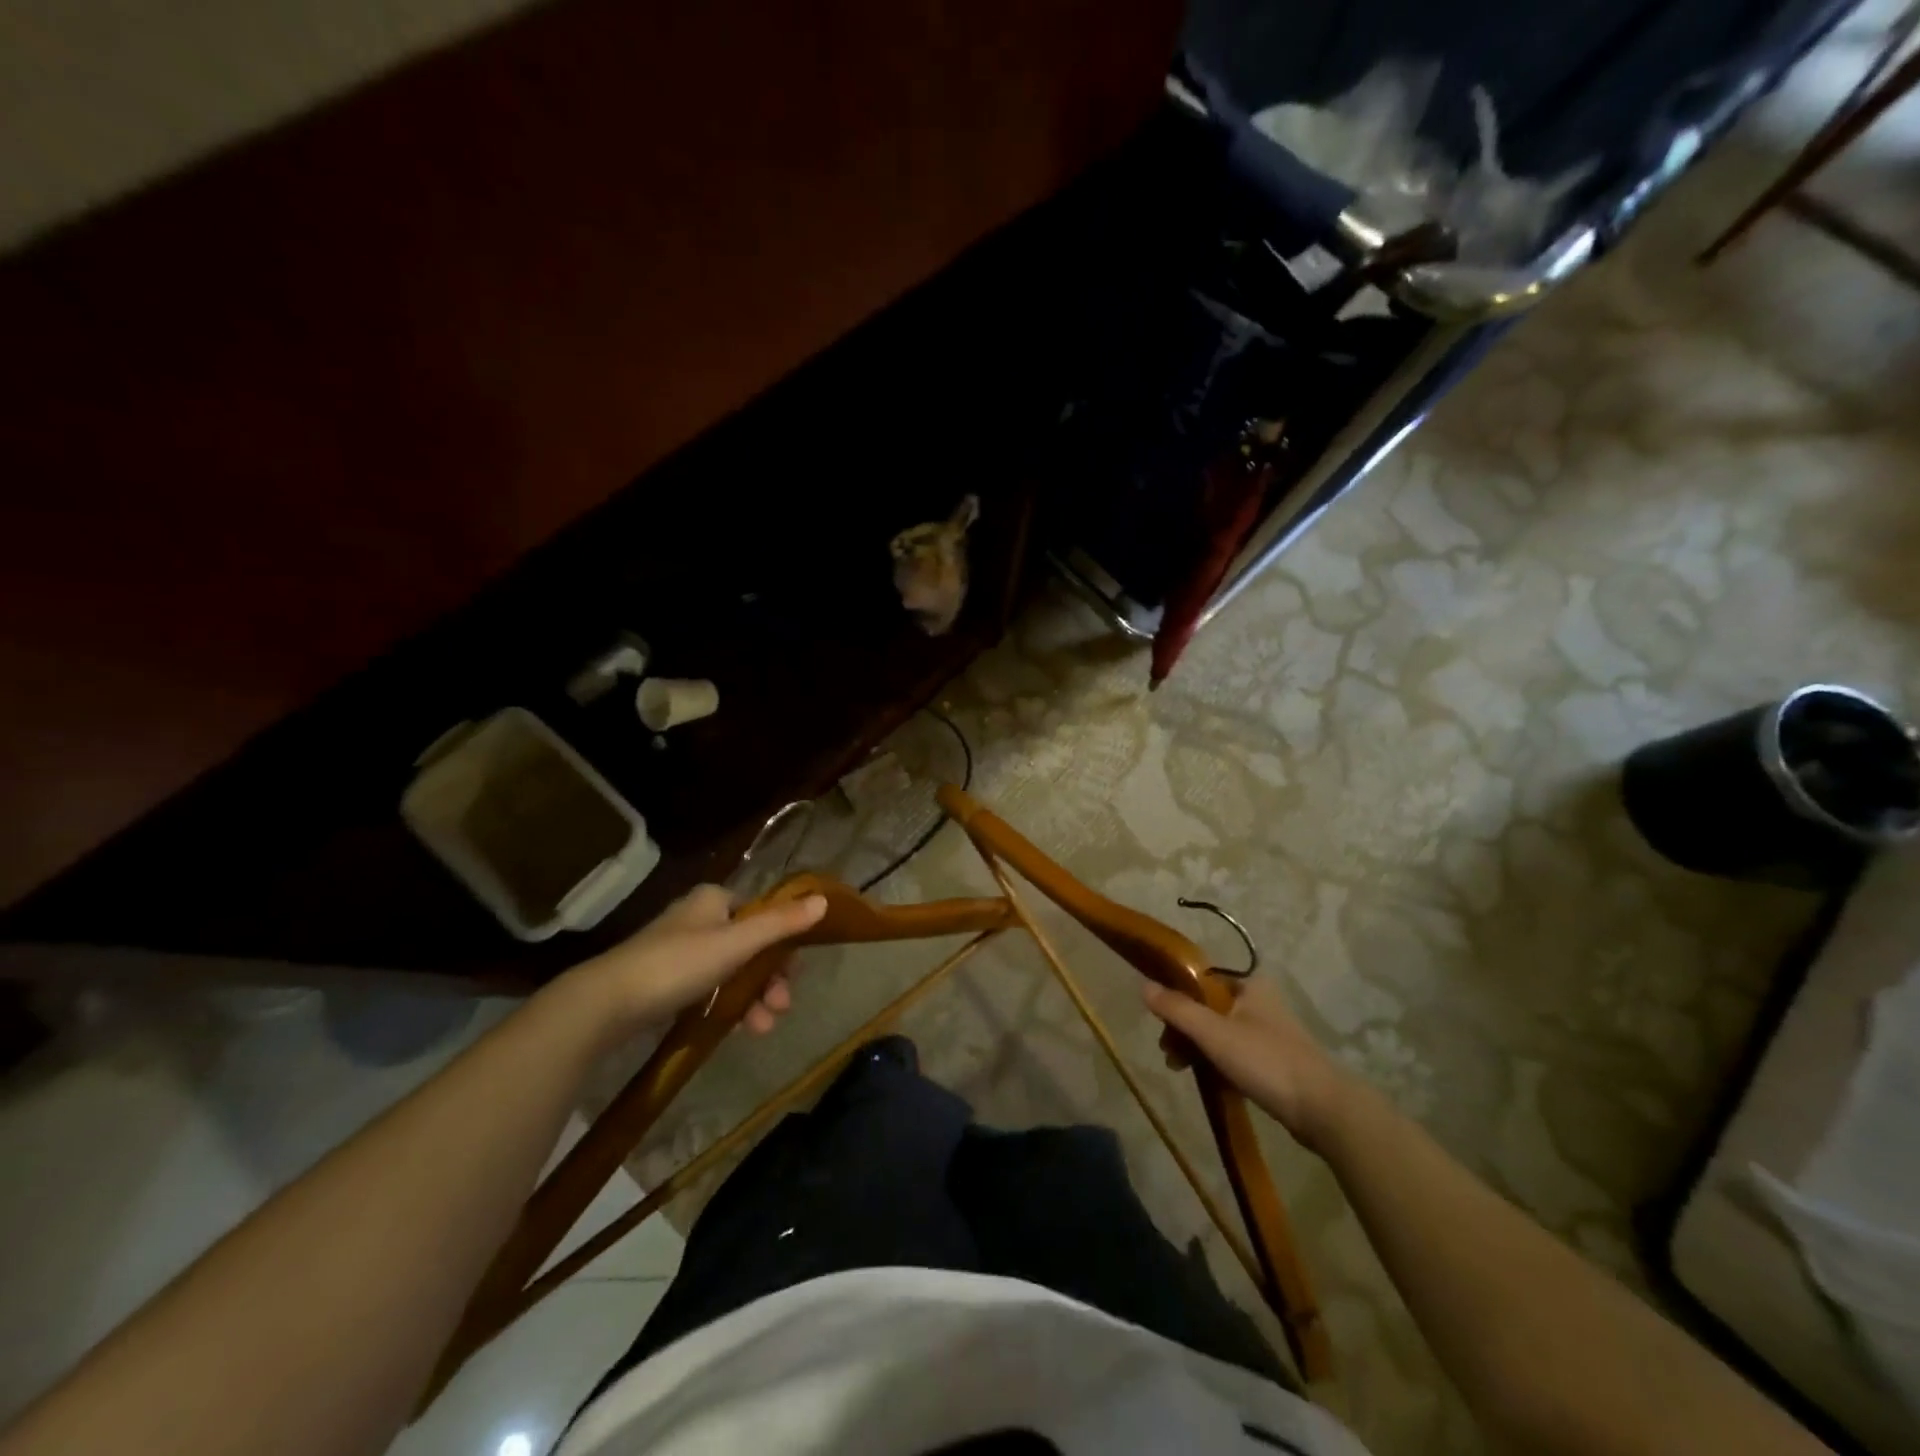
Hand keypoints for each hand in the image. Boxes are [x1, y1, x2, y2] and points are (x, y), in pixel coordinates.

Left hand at [581, 884, 826, 1031]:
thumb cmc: (676, 964)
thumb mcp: (735, 943)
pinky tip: (740, 1029)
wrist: (606, 1005)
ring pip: (733, 972)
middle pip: (751, 946)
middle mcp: (699, 920)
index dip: (783, 942)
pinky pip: (711, 990)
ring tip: (762, 1028)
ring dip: (753, 999)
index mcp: (714, 900)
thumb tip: (824, 901)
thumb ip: (780, 923)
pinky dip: (728, 1007)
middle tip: (781, 1007)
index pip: (762, 913)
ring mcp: (681, 953)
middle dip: (770, 979)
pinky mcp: (667, 983)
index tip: (794, 973)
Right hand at [1143, 975, 1354, 1151]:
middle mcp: (1259, 1001)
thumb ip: (1178, 1009)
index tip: (1160, 1020)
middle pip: (1207, 1006)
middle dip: (1183, 1028)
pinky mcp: (1273, 1060)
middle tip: (1168, 1052)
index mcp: (1249, 985)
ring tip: (1180, 1069)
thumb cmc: (1267, 1061)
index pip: (1201, 979)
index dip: (1176, 995)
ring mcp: (1268, 1031)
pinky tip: (1205, 1078)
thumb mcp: (1214, 1033)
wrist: (1324, 1110)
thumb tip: (1143, 986)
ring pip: (1218, 1031)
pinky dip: (1215, 1061)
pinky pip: (1234, 1052)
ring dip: (1196, 1047)